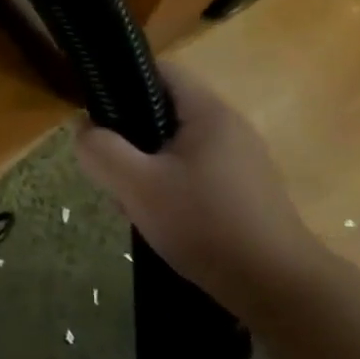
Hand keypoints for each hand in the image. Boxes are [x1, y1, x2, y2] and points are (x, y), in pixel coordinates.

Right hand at [74, 64, 330, 316]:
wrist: (277, 288)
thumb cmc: (204, 224)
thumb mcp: (136, 186)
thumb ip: (101, 150)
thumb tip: (83, 127)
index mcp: (208, 112)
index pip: (161, 71)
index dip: (122, 80)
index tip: (95, 111)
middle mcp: (229, 127)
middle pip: (164, 111)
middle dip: (130, 136)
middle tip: (109, 167)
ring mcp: (241, 160)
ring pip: (176, 147)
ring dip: (146, 166)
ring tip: (130, 199)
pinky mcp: (244, 191)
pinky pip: (194, 172)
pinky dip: (169, 186)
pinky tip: (160, 218)